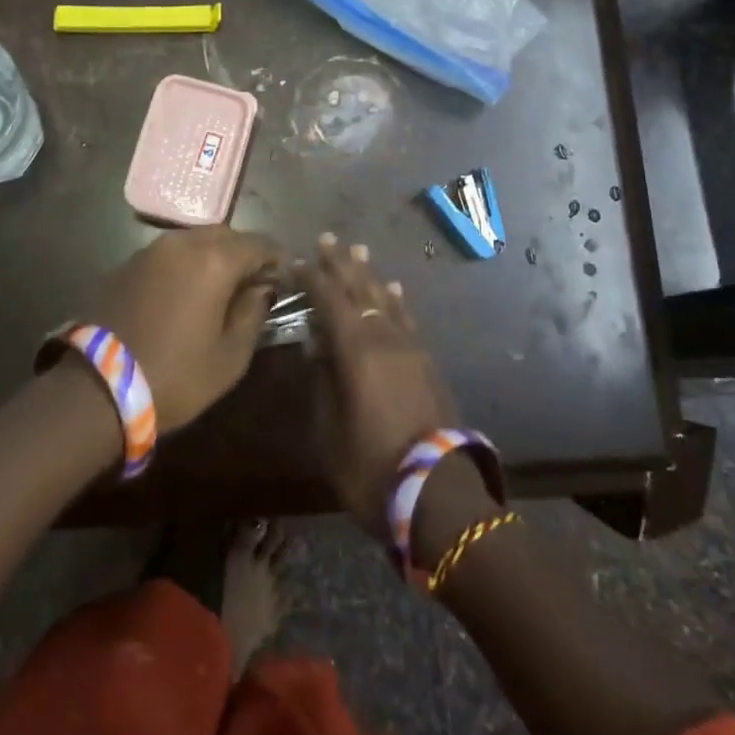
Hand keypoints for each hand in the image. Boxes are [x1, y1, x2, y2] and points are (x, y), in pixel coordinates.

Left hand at [87, 228, 280, 432]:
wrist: (97, 388)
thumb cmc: (176, 376)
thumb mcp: (230, 356)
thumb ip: (253, 314)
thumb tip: (261, 289)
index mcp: (215, 260)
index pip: (259, 244)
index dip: (276, 259)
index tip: (283, 279)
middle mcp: (183, 243)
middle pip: (226, 234)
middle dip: (244, 253)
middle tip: (252, 284)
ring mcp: (150, 250)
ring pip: (194, 240)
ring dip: (213, 256)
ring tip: (219, 288)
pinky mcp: (127, 263)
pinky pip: (168, 254)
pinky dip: (185, 265)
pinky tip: (185, 293)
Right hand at [302, 233, 456, 536]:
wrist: (438, 495)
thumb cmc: (371, 468)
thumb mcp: (328, 431)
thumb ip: (322, 381)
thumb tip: (317, 345)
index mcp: (357, 351)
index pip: (330, 300)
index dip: (312, 278)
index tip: (296, 261)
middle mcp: (385, 338)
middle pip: (360, 290)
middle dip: (341, 264)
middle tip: (327, 239)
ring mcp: (411, 348)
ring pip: (386, 300)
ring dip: (369, 275)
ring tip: (358, 252)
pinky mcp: (427, 363)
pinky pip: (407, 319)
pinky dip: (396, 300)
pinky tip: (393, 290)